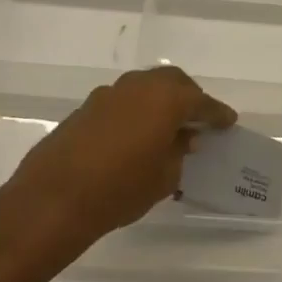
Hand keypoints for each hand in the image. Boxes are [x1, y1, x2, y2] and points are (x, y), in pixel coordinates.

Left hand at [0, 66, 236, 271]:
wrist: (53, 199)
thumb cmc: (120, 189)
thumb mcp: (164, 177)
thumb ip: (179, 152)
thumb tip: (183, 139)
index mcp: (166, 99)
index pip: (201, 102)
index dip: (217, 114)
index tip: (228, 122)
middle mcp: (138, 87)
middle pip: (172, 82)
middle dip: (189, 97)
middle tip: (199, 119)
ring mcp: (108, 95)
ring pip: (144, 88)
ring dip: (159, 102)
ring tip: (168, 127)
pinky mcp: (85, 108)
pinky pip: (122, 102)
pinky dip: (136, 111)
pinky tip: (136, 135)